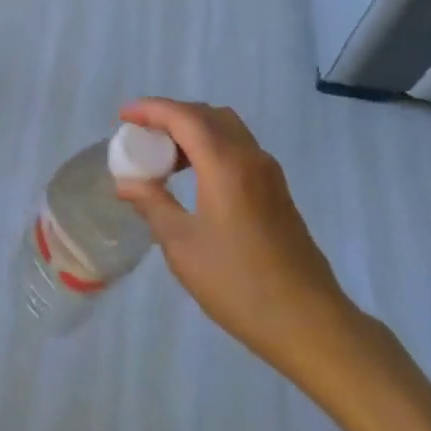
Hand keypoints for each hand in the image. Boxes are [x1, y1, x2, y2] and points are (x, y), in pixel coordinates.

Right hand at [116, 99, 358, 380]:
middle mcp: (250, 156)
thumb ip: (153, 204)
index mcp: (225, 164)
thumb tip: (126, 183)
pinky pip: (238, 148)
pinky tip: (194, 178)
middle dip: (170, 116)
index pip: (183, 116)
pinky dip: (211, 147)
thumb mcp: (182, 246)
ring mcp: (268, 172)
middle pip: (207, 114)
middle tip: (141, 135)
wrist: (308, 321)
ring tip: (164, 158)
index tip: (123, 116)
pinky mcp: (277, 190)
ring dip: (193, 131)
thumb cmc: (238, 283)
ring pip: (226, 129)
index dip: (150, 109)